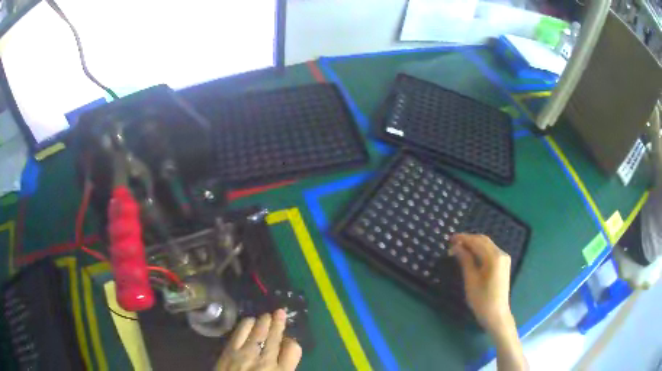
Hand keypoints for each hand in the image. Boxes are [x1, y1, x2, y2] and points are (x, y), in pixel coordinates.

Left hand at [215, 309, 301, 370]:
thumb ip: (284, 368)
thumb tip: (284, 354)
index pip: (293, 349)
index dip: (292, 342)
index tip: (288, 340)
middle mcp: (266, 361)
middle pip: (275, 337)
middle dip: (278, 323)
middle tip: (280, 312)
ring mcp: (246, 354)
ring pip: (259, 331)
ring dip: (264, 321)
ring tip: (266, 315)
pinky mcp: (229, 351)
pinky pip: (240, 332)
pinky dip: (246, 324)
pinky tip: (249, 321)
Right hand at [450, 234, 512, 333]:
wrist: (496, 314)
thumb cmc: (481, 299)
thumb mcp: (471, 280)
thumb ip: (465, 260)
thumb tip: (455, 247)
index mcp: (494, 257)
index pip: (477, 242)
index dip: (463, 238)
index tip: (449, 238)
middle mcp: (501, 254)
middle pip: (483, 240)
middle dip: (468, 239)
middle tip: (452, 243)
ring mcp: (504, 259)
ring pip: (487, 245)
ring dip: (473, 244)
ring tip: (459, 248)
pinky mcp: (503, 264)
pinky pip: (490, 251)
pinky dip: (479, 250)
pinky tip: (470, 254)